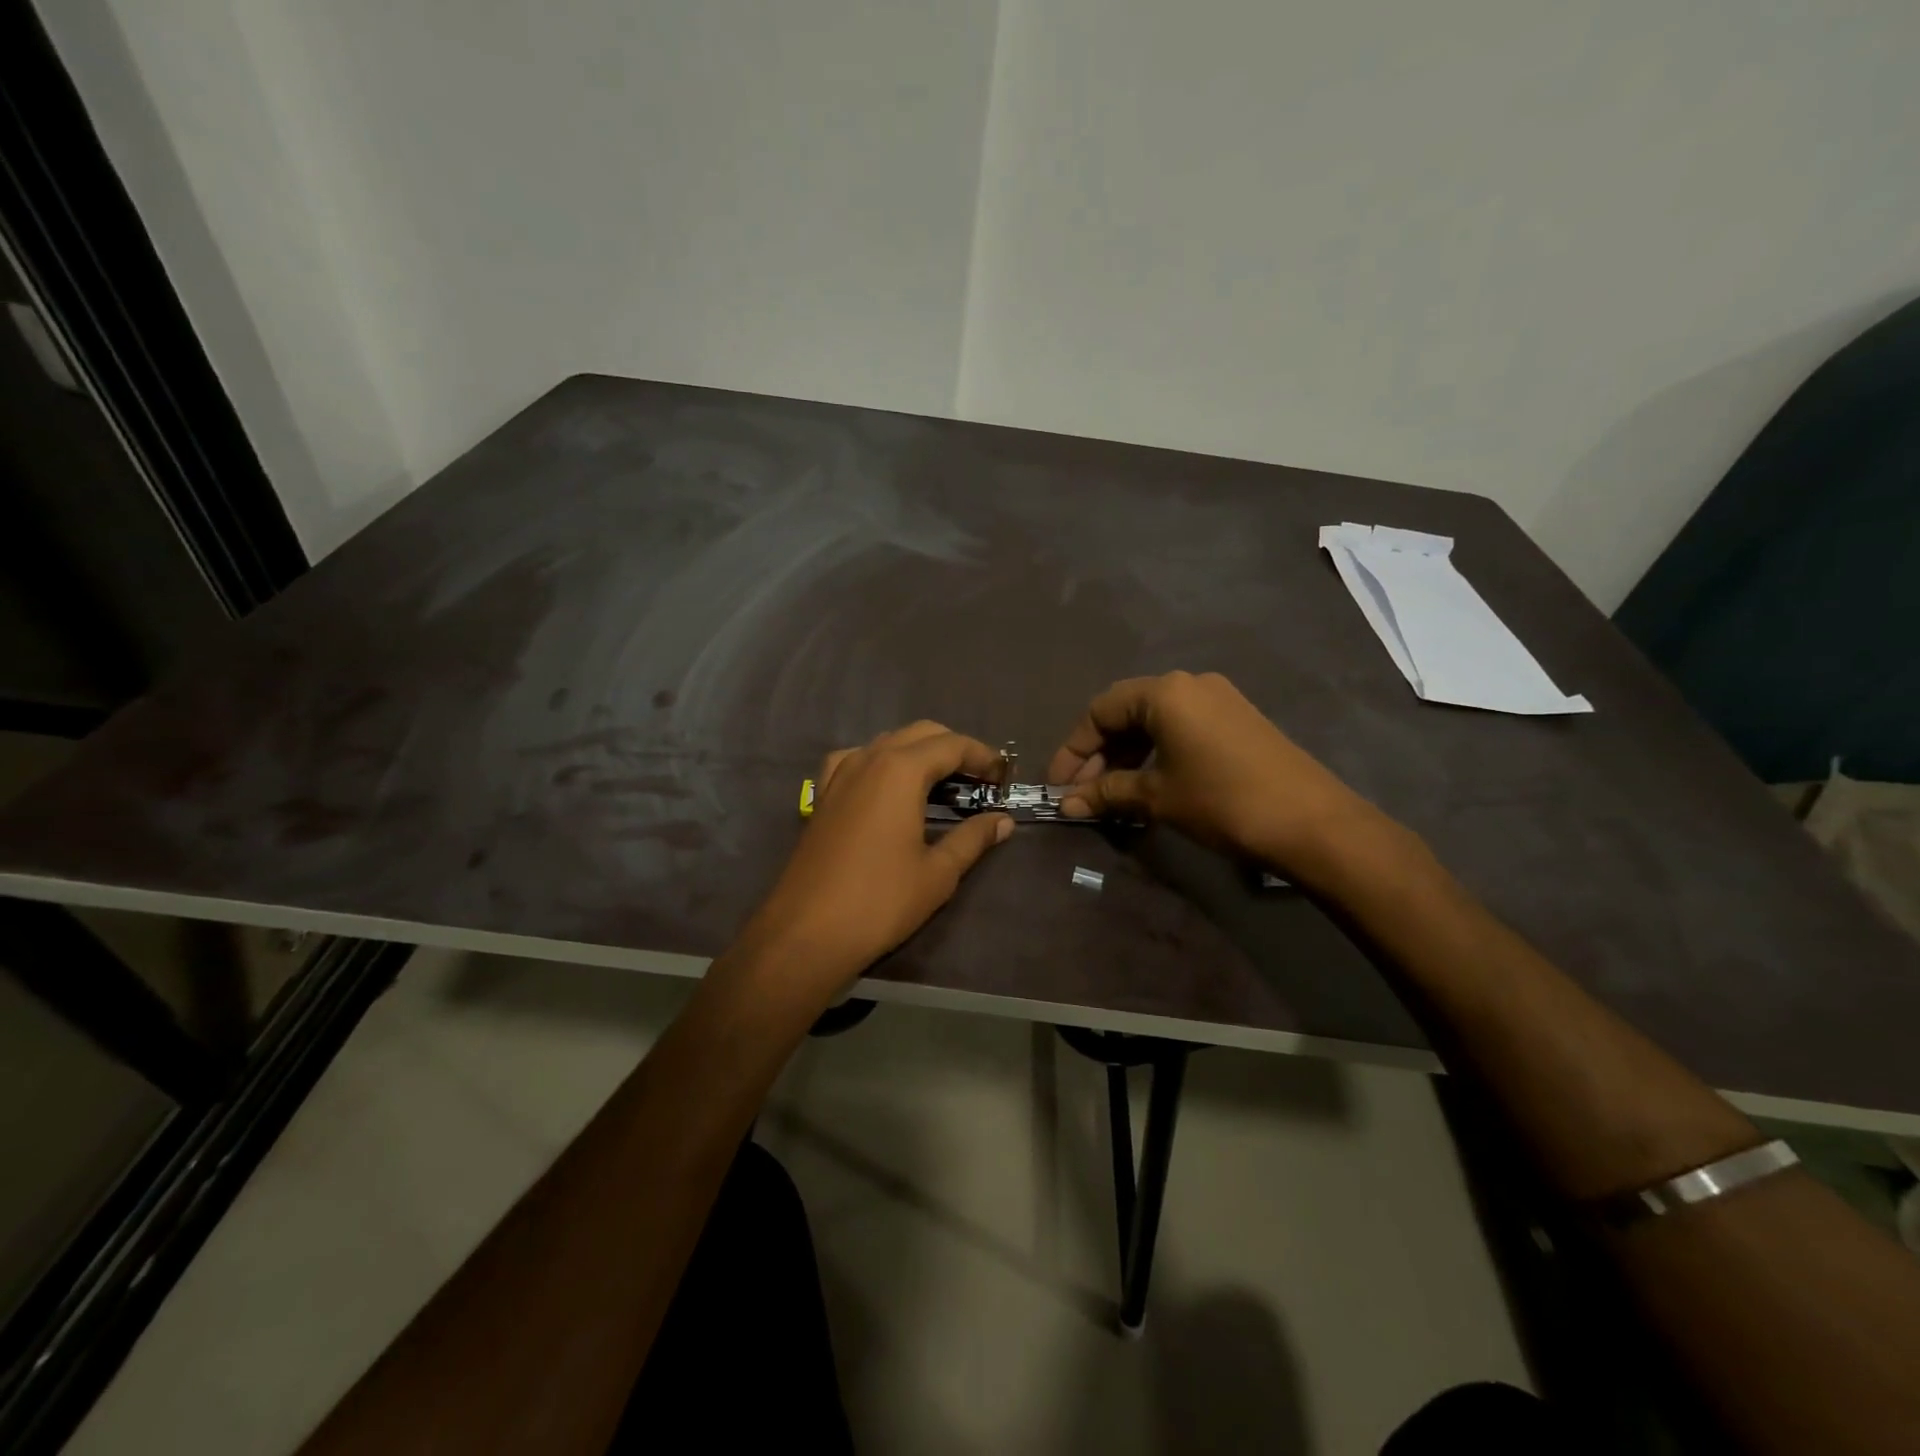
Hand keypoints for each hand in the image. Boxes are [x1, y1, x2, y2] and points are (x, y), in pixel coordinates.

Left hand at [744, 722, 1012, 995]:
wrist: (807, 932)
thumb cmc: (880, 901)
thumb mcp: (938, 872)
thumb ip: (973, 838)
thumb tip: (1003, 821)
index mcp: (901, 770)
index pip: (952, 745)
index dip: (983, 756)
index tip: (1004, 776)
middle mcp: (868, 759)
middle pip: (921, 734)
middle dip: (955, 749)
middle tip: (980, 781)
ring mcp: (839, 774)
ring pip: (887, 742)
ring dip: (919, 753)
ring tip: (942, 784)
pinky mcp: (822, 795)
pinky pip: (856, 760)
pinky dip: (881, 763)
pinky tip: (887, 788)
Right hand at [1046, 671, 1382, 875]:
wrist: (1312, 823)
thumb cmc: (1223, 801)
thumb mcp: (1158, 798)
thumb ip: (1107, 794)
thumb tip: (1066, 804)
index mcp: (1165, 692)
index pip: (1100, 711)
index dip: (1074, 749)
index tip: (1059, 785)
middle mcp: (1189, 684)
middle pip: (1126, 712)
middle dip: (1099, 754)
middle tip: (1083, 794)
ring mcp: (1218, 700)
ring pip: (1154, 721)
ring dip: (1127, 756)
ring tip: (1113, 794)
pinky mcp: (1237, 720)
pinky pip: (1181, 728)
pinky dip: (1156, 753)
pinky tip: (1150, 784)